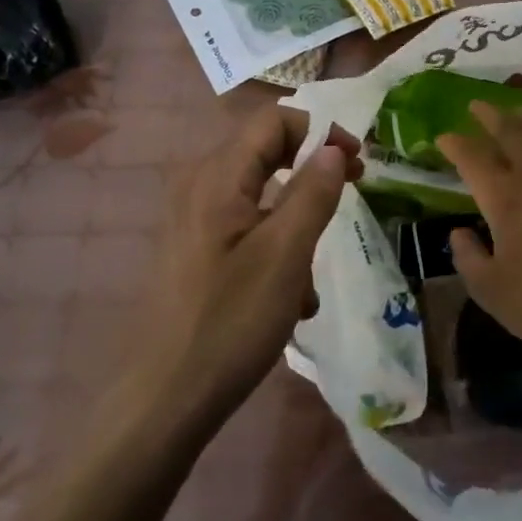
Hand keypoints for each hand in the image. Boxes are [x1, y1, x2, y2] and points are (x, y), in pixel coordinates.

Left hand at [127, 106, 361, 430]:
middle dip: (312, 173)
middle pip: (266, 152)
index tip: (358, 161)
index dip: (320, 130)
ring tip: (312, 274)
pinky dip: (275, 245)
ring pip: (260, 195)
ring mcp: (192, 218)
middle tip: (351, 192)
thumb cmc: (230, 321)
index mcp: (218, 176)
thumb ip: (314, 191)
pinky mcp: (193, 249)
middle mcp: (199, 185)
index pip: (274, 120)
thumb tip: (333, 147)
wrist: (163, 401)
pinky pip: (245, 226)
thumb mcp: (286, 254)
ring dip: (296, 220)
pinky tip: (289, 298)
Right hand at [439, 102, 521, 377]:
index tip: (443, 137)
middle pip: (509, 131)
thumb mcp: (490, 291)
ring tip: (518, 111)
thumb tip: (459, 232)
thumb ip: (468, 258)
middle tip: (477, 104)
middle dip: (489, 115)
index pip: (472, 157)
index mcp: (504, 198)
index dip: (455, 143)